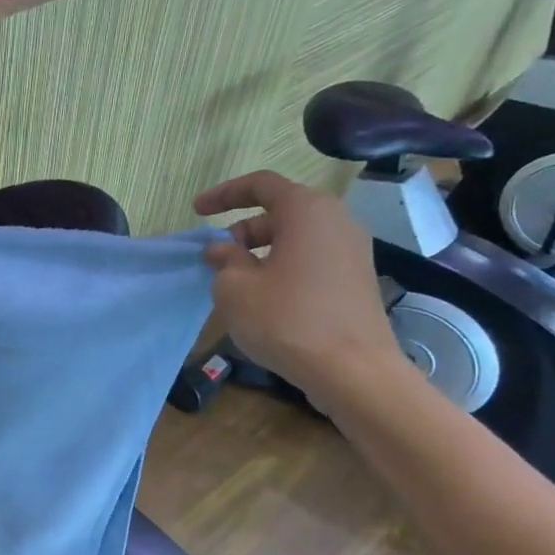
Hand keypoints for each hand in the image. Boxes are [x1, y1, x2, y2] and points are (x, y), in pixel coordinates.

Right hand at [194, 170, 407, 400]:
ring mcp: (352, 251)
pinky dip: (283, 266)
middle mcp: (336, 222)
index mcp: (307, 211)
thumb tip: (223, 250)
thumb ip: (224, 260)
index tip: (198, 211)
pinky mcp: (357, 279)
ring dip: (262, 251)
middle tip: (217, 257)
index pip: (261, 184)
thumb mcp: (235, 288)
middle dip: (243, 229)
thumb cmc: (287, 320)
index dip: (224, 194)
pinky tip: (266, 297)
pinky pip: (312, 258)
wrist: (352, 370)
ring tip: (237, 281)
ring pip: (297, 237)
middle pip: (281, 211)